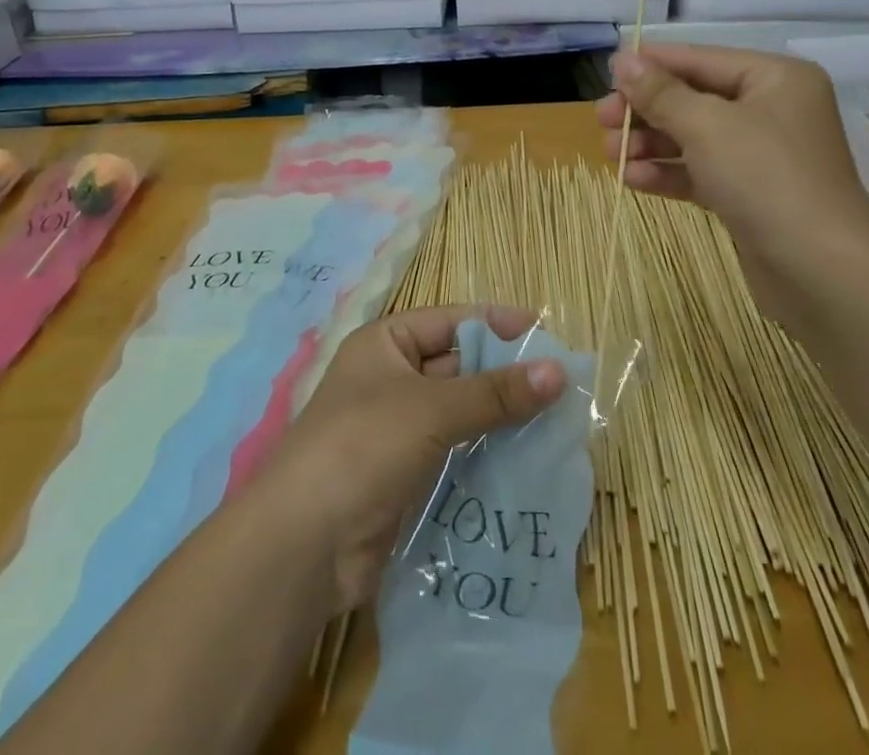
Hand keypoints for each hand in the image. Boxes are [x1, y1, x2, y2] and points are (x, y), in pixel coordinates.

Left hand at [257, 305, 566, 613]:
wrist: (306, 546)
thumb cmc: (363, 447)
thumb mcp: (431, 409)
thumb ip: (495, 392)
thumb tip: (558, 372)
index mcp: (386, 344)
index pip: (451, 322)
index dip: (497, 325)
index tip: (546, 333)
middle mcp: (391, 379)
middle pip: (459, 367)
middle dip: (506, 376)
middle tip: (562, 386)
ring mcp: (398, 431)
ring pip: (461, 414)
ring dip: (502, 420)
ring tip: (557, 424)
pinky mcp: (408, 477)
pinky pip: (457, 454)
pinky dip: (488, 455)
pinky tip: (528, 462)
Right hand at [595, 44, 868, 264]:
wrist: (822, 272)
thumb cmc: (766, 177)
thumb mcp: (706, 125)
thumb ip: (660, 92)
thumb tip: (623, 60)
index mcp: (773, 79)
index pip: (700, 59)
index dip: (651, 65)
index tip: (605, 74)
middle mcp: (770, 110)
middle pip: (693, 98)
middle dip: (645, 110)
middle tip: (602, 120)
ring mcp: (761, 155)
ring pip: (692, 138)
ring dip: (649, 143)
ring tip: (610, 153)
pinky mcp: (750, 195)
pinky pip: (700, 172)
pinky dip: (666, 173)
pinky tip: (631, 179)